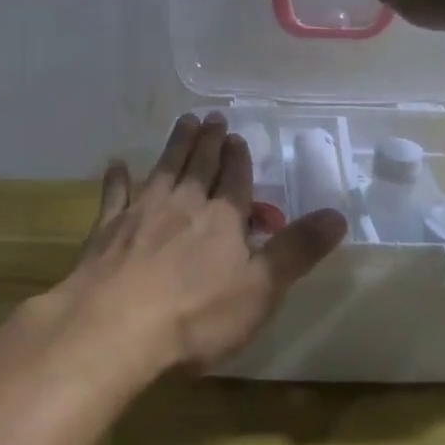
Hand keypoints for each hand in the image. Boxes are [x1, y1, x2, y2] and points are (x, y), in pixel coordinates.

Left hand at [54, 114, 347, 376]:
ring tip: (183, 122)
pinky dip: (117, 178)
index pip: (235, 180)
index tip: (237, 136)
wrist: (114, 328)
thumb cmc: (196, 316)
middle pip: (199, 165)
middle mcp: (183, 204)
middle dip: (209, 141)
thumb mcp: (261, 290)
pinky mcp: (107, 229)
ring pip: (163, 169)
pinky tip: (117, 164)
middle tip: (212, 116)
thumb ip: (297, 250)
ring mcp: (142, 212)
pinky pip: (115, 195)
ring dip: (175, 145)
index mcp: (222, 219)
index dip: (238, 159)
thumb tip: (337, 214)